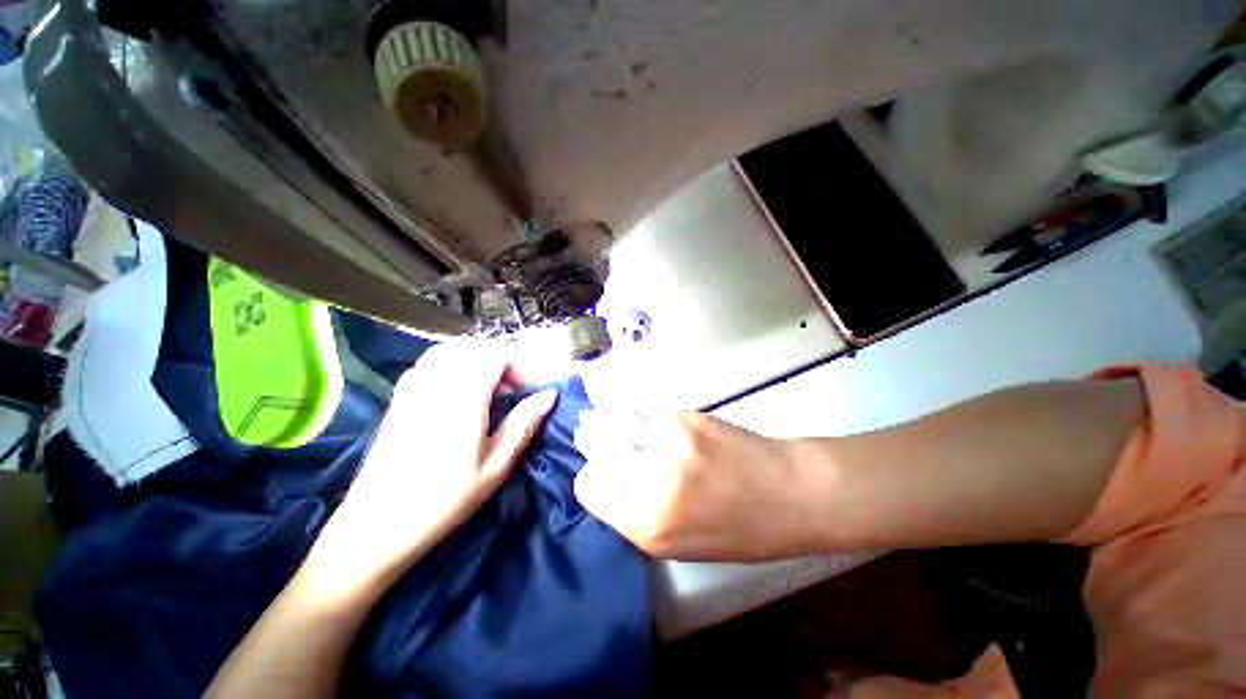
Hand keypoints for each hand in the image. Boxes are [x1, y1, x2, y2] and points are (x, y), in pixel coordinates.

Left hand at [310, 342, 556, 592]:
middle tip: (511, 389)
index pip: (495, 355)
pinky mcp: (399, 396)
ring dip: (475, 360)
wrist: (378, 523)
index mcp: (464, 398)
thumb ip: (524, 424)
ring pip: (450, 350)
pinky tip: (457, 391)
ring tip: (488, 387)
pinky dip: (451, 364)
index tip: (527, 388)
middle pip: (474, 347)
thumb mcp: (496, 466)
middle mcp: (437, 383)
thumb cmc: (445, 499)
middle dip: (499, 360)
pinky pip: (429, 363)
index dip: (518, 365)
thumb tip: (549, 395)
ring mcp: (413, 387)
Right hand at [573, 408, 819, 561]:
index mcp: (648, 524)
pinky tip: (618, 404)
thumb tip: (608, 484)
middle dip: (588, 440)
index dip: (589, 479)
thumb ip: (638, 518)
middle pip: (597, 447)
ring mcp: (669, 443)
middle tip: (586, 434)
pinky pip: (639, 406)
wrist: (789, 492)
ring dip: (598, 417)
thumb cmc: (740, 531)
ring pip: (613, 420)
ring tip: (591, 415)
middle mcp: (651, 481)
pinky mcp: (684, 417)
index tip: (596, 473)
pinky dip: (623, 404)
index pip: (590, 488)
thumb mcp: (682, 547)